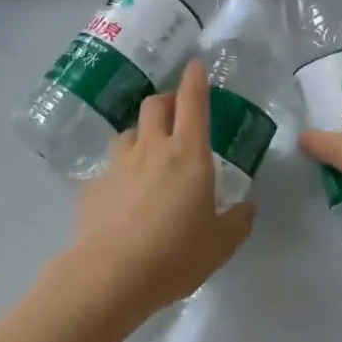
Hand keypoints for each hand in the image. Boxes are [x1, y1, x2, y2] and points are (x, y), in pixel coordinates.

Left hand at [63, 60, 256, 326]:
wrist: (111, 275)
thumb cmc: (175, 255)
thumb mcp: (221, 244)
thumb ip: (238, 220)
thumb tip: (247, 207)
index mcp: (188, 155)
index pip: (192, 102)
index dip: (195, 80)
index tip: (196, 65)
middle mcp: (152, 148)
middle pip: (155, 105)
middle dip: (168, 100)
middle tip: (177, 112)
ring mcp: (118, 164)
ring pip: (130, 131)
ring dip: (143, 132)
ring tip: (151, 151)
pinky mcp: (94, 185)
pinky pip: (112, 164)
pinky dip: (123, 167)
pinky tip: (126, 191)